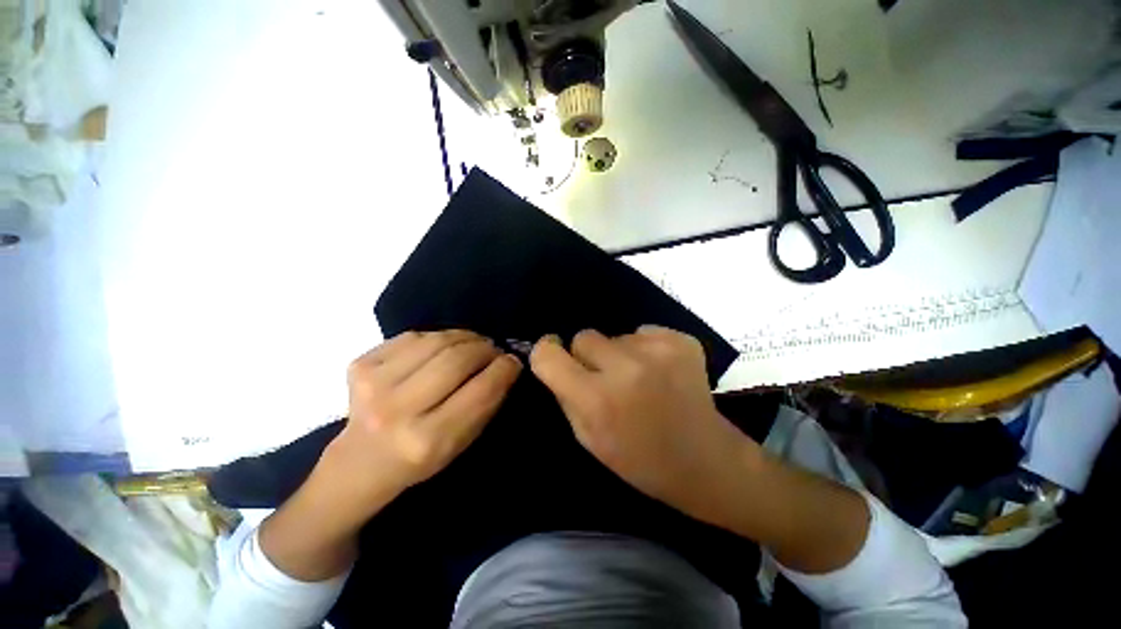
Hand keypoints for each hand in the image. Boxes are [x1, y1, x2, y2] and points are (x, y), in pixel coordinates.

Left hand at [330, 330, 522, 497]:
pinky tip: (443, 346)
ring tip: (474, 343)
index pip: (480, 390)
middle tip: (494, 349)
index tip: (513, 361)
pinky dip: (437, 337)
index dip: (504, 368)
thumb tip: (507, 363)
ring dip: (464, 337)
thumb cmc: (420, 457)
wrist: (361, 461)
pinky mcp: (360, 365)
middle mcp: (397, 410)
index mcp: (428, 439)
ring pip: (437, 341)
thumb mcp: (462, 442)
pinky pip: (413, 336)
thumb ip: (487, 402)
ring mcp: (373, 384)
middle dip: (485, 348)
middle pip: (457, 359)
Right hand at [529, 326, 751, 522]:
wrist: (705, 460)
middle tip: (606, 378)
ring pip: (615, 335)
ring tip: (640, 380)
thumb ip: (565, 394)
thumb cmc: (639, 459)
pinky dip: (645, 349)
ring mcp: (658, 351)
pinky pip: (643, 332)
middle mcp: (626, 368)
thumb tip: (555, 360)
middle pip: (583, 336)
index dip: (546, 351)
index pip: (548, 355)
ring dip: (619, 354)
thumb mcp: (588, 437)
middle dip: (587, 355)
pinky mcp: (682, 341)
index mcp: (598, 399)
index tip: (554, 353)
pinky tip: (661, 372)